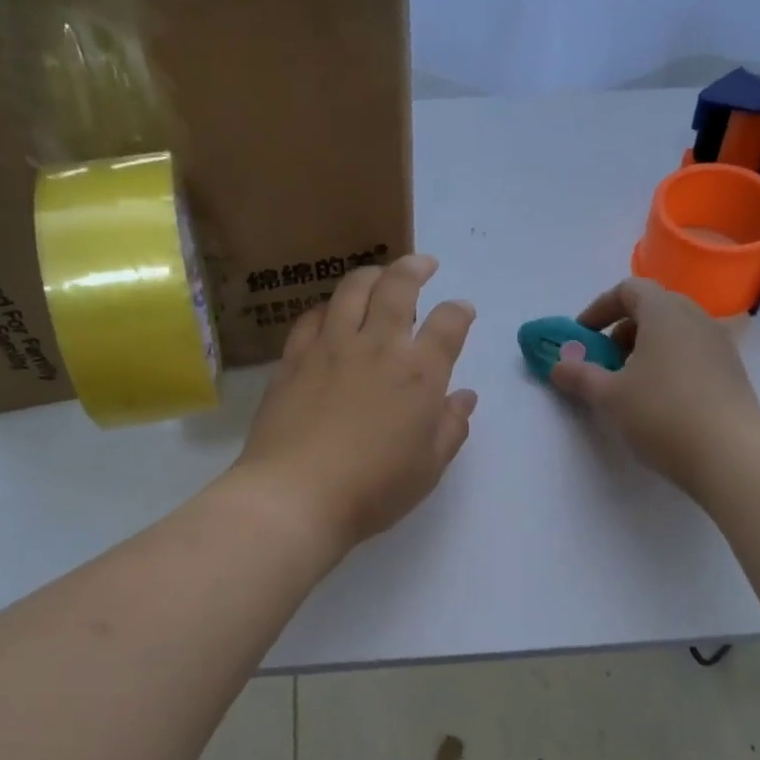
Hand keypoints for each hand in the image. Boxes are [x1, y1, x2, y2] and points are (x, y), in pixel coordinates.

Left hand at [234, 254, 477, 554]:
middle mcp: (378, 346)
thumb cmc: (374, 489)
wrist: (296, 495)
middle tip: (423, 265)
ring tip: (379, 277)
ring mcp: (331, 347)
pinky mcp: (295, 358)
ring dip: (372, 275)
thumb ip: (451, 427)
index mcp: (419, 373)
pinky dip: (329, 307)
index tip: (462, 311)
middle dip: (416, 267)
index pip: (449, 323)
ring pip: (352, 289)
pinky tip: (331, 314)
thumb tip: (464, 397)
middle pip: (399, 286)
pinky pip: (313, 316)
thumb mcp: (428, 467)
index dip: (460, 311)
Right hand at [547, 277, 759, 492]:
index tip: (582, 336)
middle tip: (605, 361)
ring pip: (675, 332)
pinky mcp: (732, 372)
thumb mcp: (608, 395)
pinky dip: (669, 364)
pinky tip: (660, 401)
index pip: (629, 290)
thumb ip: (578, 375)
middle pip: (654, 308)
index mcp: (665, 312)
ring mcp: (719, 344)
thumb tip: (558, 365)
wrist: (730, 453)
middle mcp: (696, 318)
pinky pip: (692, 353)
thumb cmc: (661, 413)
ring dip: (646, 349)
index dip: (599, 308)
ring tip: (630, 385)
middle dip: (623, 330)